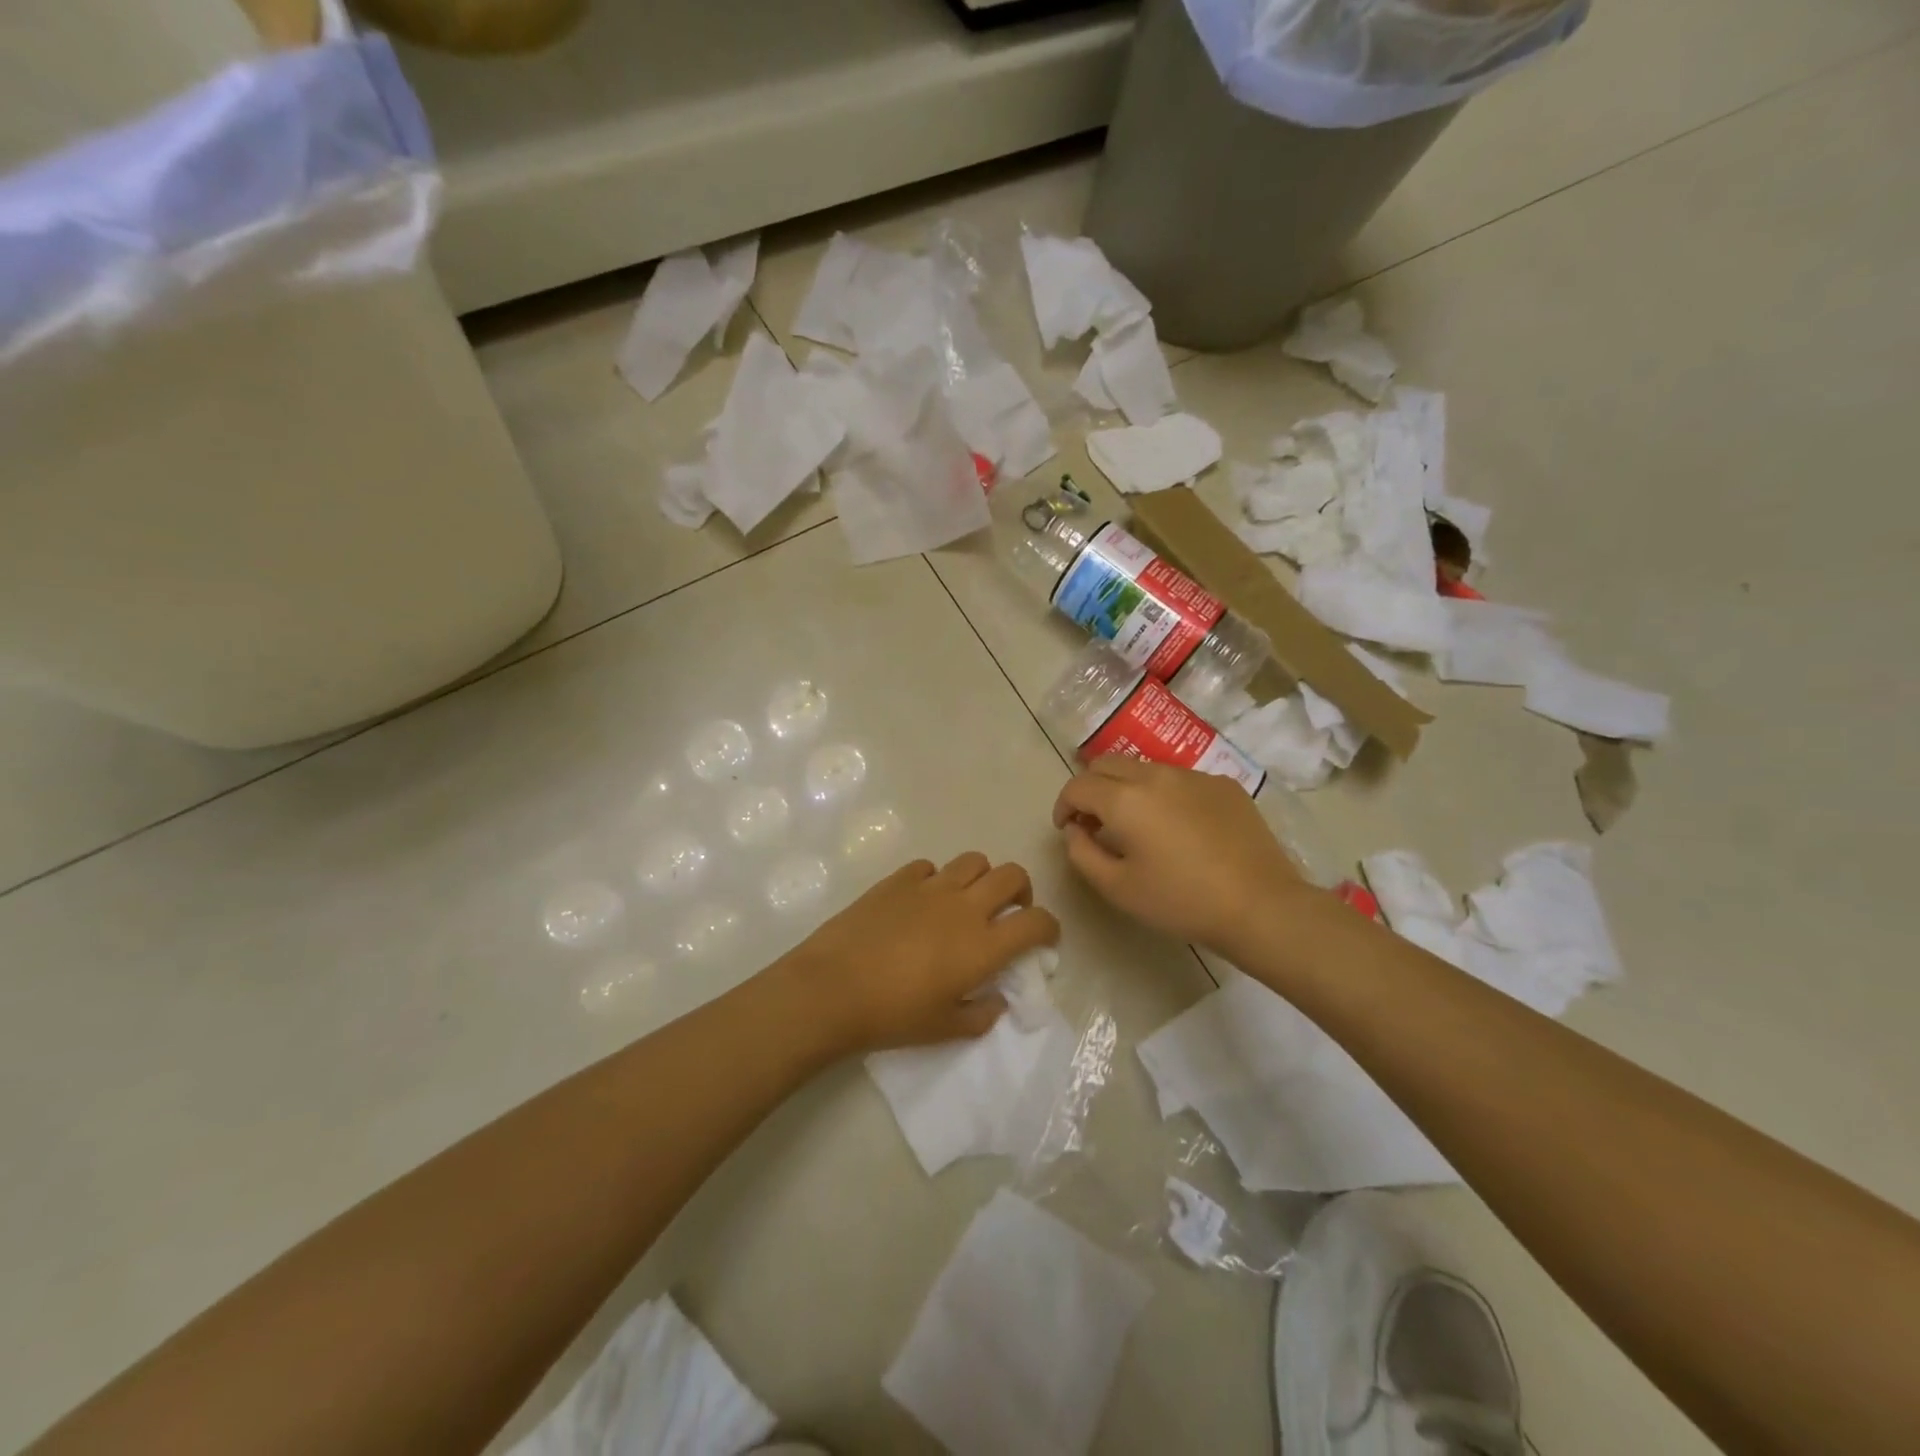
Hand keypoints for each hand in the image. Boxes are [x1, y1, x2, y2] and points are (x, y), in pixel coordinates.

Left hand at [779, 853, 1059, 1054]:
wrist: (832, 989)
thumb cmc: (892, 1015)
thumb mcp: (945, 1029)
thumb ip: (981, 1014)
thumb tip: (996, 1000)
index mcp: (983, 945)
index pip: (1036, 922)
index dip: (1049, 927)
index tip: (1043, 939)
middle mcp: (964, 907)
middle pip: (1011, 875)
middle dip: (1021, 890)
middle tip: (1008, 911)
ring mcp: (930, 887)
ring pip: (974, 861)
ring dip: (981, 878)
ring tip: (967, 900)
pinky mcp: (898, 880)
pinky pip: (929, 866)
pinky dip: (936, 879)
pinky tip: (922, 900)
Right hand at [1052, 757, 1312, 955]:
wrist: (1259, 905)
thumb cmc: (1180, 901)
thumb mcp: (1116, 888)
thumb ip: (1082, 853)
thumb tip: (1076, 829)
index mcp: (1124, 798)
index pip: (1078, 785)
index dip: (1063, 805)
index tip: (1067, 828)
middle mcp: (1155, 775)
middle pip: (1107, 764)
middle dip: (1091, 788)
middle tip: (1094, 821)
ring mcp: (1193, 775)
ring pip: (1144, 768)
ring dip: (1127, 788)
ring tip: (1136, 824)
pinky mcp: (1223, 784)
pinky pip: (1179, 779)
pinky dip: (1163, 794)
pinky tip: (1178, 828)